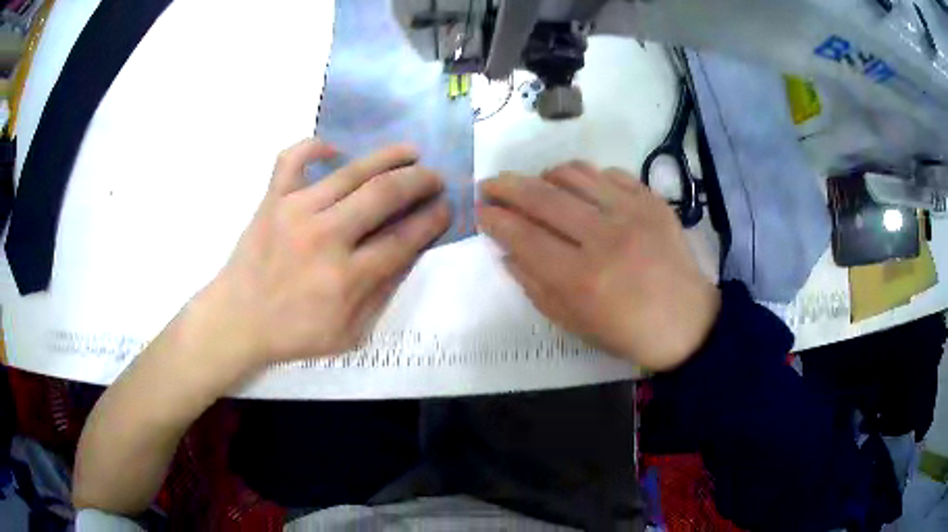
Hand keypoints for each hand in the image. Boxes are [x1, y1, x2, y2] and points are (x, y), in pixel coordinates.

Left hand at [205, 139, 449, 367]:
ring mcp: (295, 211)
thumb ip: (380, 295)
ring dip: (388, 157)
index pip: (403, 238)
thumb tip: (407, 254)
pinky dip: (315, 146)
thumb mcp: (348, 334)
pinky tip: (334, 150)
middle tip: (435, 177)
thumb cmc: (293, 333)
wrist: (237, 320)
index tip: (446, 207)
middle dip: (420, 181)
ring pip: (351, 171)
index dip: (432, 220)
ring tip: (410, 152)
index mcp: (346, 277)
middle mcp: (325, 236)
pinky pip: (293, 159)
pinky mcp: (272, 199)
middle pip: (384, 195)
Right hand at [478, 162, 719, 371]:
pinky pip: (607, 172)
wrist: (687, 322)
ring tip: (535, 186)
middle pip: (542, 196)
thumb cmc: (627, 332)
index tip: (480, 211)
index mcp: (582, 278)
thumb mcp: (573, 323)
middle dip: (506, 185)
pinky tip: (579, 191)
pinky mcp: (651, 200)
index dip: (495, 219)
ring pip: (573, 173)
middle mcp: (605, 237)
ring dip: (543, 175)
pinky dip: (584, 177)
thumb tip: (506, 251)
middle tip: (490, 184)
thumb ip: (534, 286)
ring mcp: (632, 212)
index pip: (523, 236)